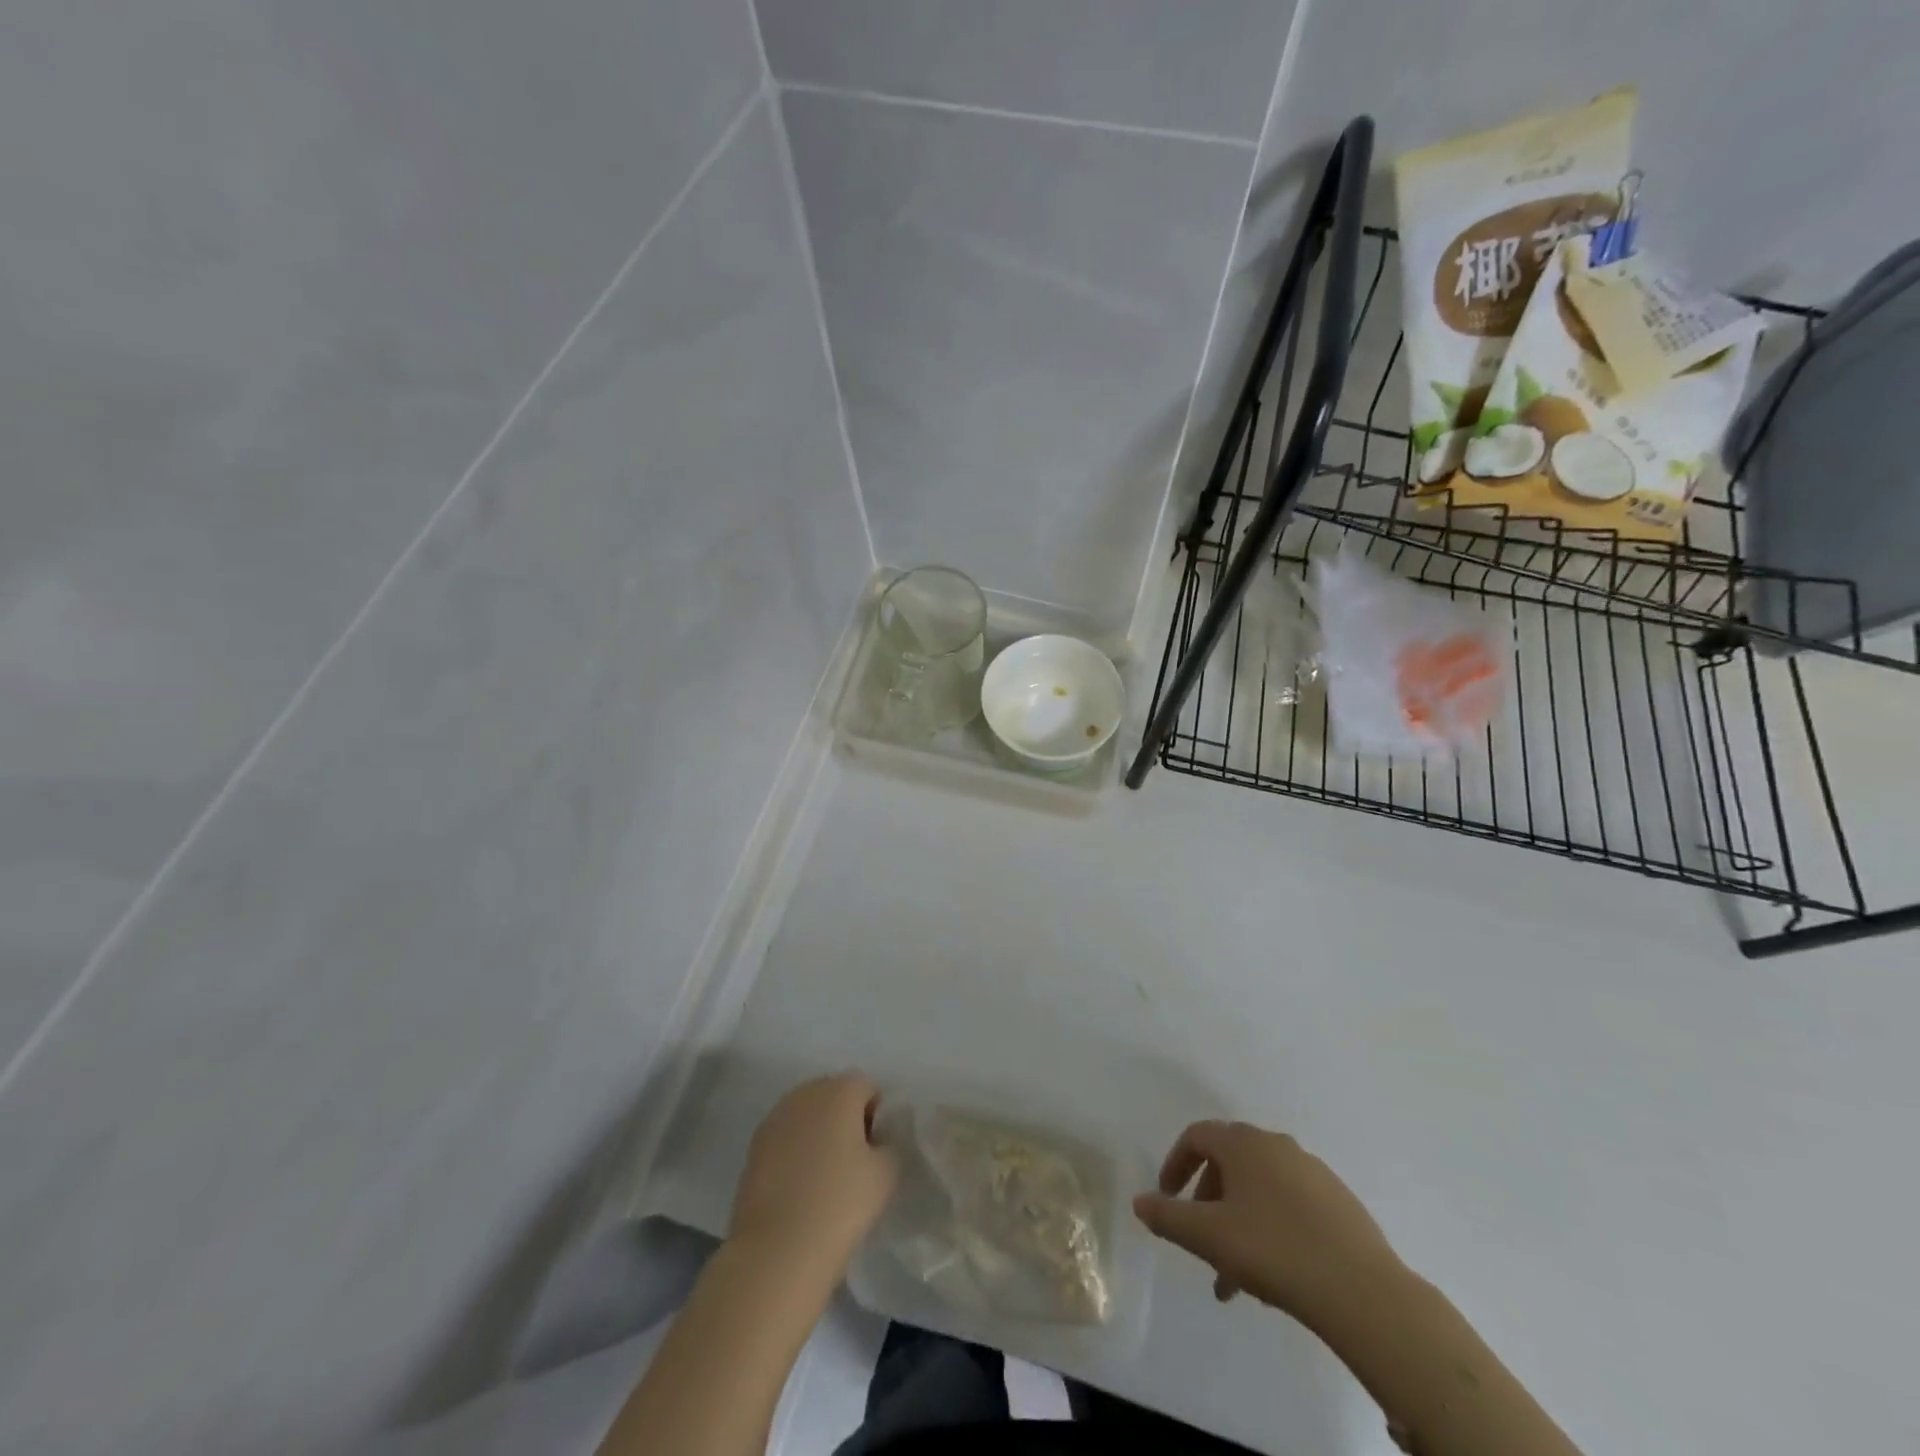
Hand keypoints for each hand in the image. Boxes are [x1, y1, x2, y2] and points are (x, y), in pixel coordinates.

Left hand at [728, 1073, 897, 1289]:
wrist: (776, 1251)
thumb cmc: (840, 1204)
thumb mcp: (887, 1173)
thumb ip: (889, 1144)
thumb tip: (877, 1142)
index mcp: (839, 1090)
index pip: (867, 1087)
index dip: (877, 1116)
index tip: (876, 1151)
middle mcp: (805, 1093)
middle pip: (834, 1095)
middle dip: (846, 1120)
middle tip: (854, 1163)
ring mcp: (774, 1118)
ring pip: (808, 1116)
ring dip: (819, 1134)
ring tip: (825, 1177)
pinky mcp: (754, 1147)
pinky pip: (786, 1138)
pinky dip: (795, 1153)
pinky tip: (800, 1188)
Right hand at [1133, 1120, 1404, 1324]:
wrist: (1363, 1292)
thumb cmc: (1274, 1251)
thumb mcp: (1208, 1236)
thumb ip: (1168, 1217)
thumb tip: (1139, 1201)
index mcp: (1243, 1143)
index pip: (1197, 1136)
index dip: (1175, 1164)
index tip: (1167, 1198)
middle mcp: (1276, 1144)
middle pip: (1229, 1162)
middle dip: (1208, 1202)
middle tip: (1201, 1243)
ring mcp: (1312, 1171)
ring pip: (1260, 1188)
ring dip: (1239, 1222)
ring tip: (1237, 1278)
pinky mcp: (1340, 1201)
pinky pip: (1291, 1203)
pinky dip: (1272, 1227)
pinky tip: (1276, 1271)